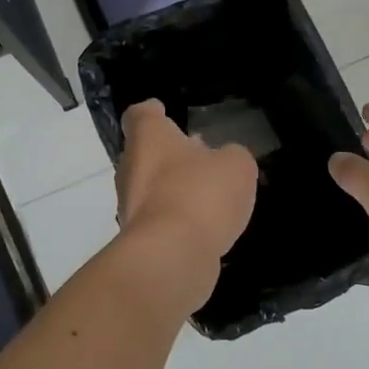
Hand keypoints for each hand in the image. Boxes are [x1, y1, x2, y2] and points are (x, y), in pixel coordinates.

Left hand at [116, 100, 258, 272]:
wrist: (170, 257)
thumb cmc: (199, 194)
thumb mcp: (236, 165)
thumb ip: (233, 156)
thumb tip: (226, 160)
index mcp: (148, 138)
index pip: (141, 114)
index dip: (153, 112)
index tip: (164, 111)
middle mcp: (131, 167)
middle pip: (145, 152)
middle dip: (170, 153)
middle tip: (199, 153)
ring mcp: (131, 206)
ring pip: (152, 187)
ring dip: (175, 187)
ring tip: (209, 192)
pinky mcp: (140, 239)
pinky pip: (161, 219)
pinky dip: (179, 219)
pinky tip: (206, 225)